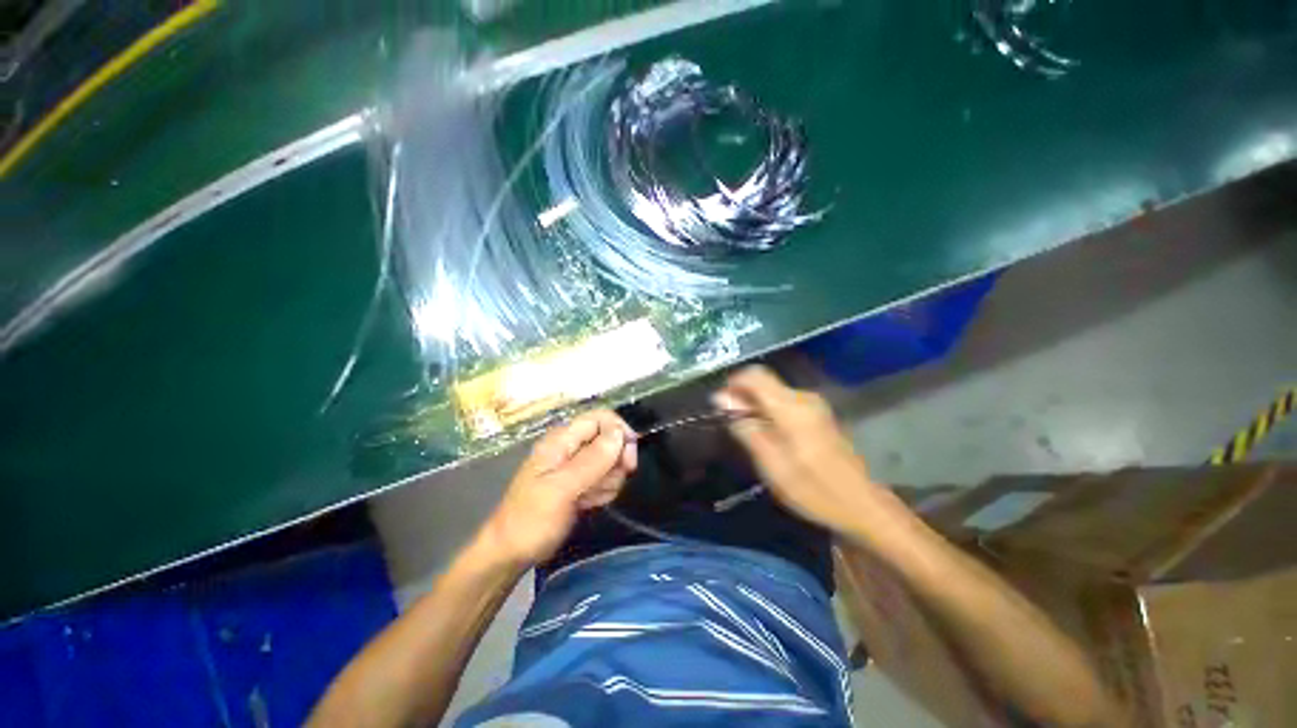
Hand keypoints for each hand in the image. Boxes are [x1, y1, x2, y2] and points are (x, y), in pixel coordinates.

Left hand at [478, 409, 636, 567]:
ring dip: (609, 481)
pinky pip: (605, 478)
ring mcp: (576, 465)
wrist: (511, 553)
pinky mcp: (581, 482)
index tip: (629, 458)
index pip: (601, 418)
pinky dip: (603, 491)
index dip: (619, 431)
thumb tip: (619, 433)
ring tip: (589, 498)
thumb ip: (592, 460)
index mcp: (562, 439)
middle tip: (605, 484)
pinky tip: (589, 504)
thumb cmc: (531, 520)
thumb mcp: (561, 489)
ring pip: (611, 461)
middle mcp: (571, 446)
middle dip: (614, 462)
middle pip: (610, 439)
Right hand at [714, 365, 896, 537]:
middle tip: (731, 423)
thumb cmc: (812, 488)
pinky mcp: (818, 413)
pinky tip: (768, 435)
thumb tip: (721, 399)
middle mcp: (803, 398)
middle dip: (743, 396)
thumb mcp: (771, 464)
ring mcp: (814, 404)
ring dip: (755, 405)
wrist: (861, 504)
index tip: (720, 405)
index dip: (733, 383)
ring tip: (747, 433)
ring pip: (773, 391)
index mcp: (791, 407)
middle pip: (764, 382)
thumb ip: (746, 427)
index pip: (755, 375)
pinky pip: (784, 401)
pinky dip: (769, 410)